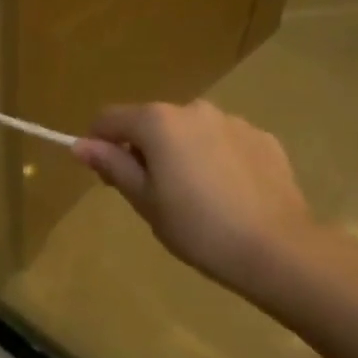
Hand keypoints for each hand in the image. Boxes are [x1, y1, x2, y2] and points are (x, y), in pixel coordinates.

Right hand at [73, 99, 312, 296]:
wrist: (277, 248)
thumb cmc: (198, 228)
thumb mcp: (145, 201)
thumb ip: (113, 166)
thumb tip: (79, 144)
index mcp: (158, 122)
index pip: (110, 118)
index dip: (100, 144)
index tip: (108, 178)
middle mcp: (195, 109)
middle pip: (152, 122)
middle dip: (145, 150)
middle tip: (154, 196)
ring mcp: (233, 121)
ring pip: (191, 132)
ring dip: (182, 153)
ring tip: (197, 198)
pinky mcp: (263, 139)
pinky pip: (225, 142)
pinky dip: (217, 159)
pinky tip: (229, 195)